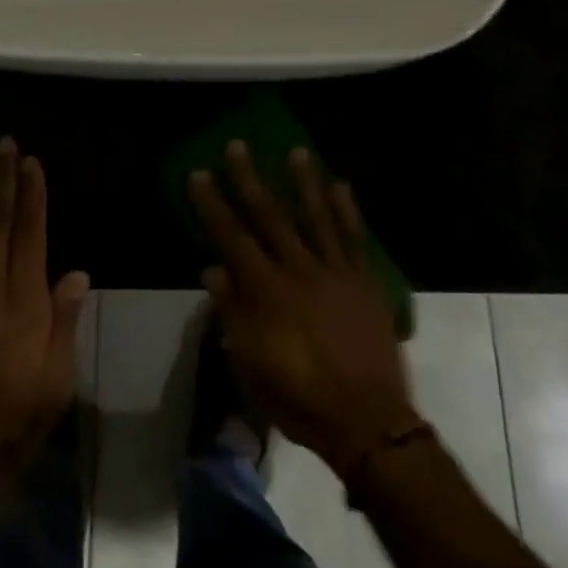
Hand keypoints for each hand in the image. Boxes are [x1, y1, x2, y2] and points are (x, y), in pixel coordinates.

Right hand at [189, 143, 419, 477]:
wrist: (368, 422)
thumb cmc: (301, 398)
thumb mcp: (252, 365)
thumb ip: (233, 313)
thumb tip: (212, 268)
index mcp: (268, 292)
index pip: (232, 238)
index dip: (213, 205)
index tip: (199, 174)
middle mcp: (299, 271)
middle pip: (270, 216)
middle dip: (249, 179)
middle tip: (237, 145)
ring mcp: (336, 272)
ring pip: (316, 217)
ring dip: (304, 181)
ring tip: (296, 150)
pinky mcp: (364, 281)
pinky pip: (355, 238)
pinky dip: (347, 211)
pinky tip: (341, 185)